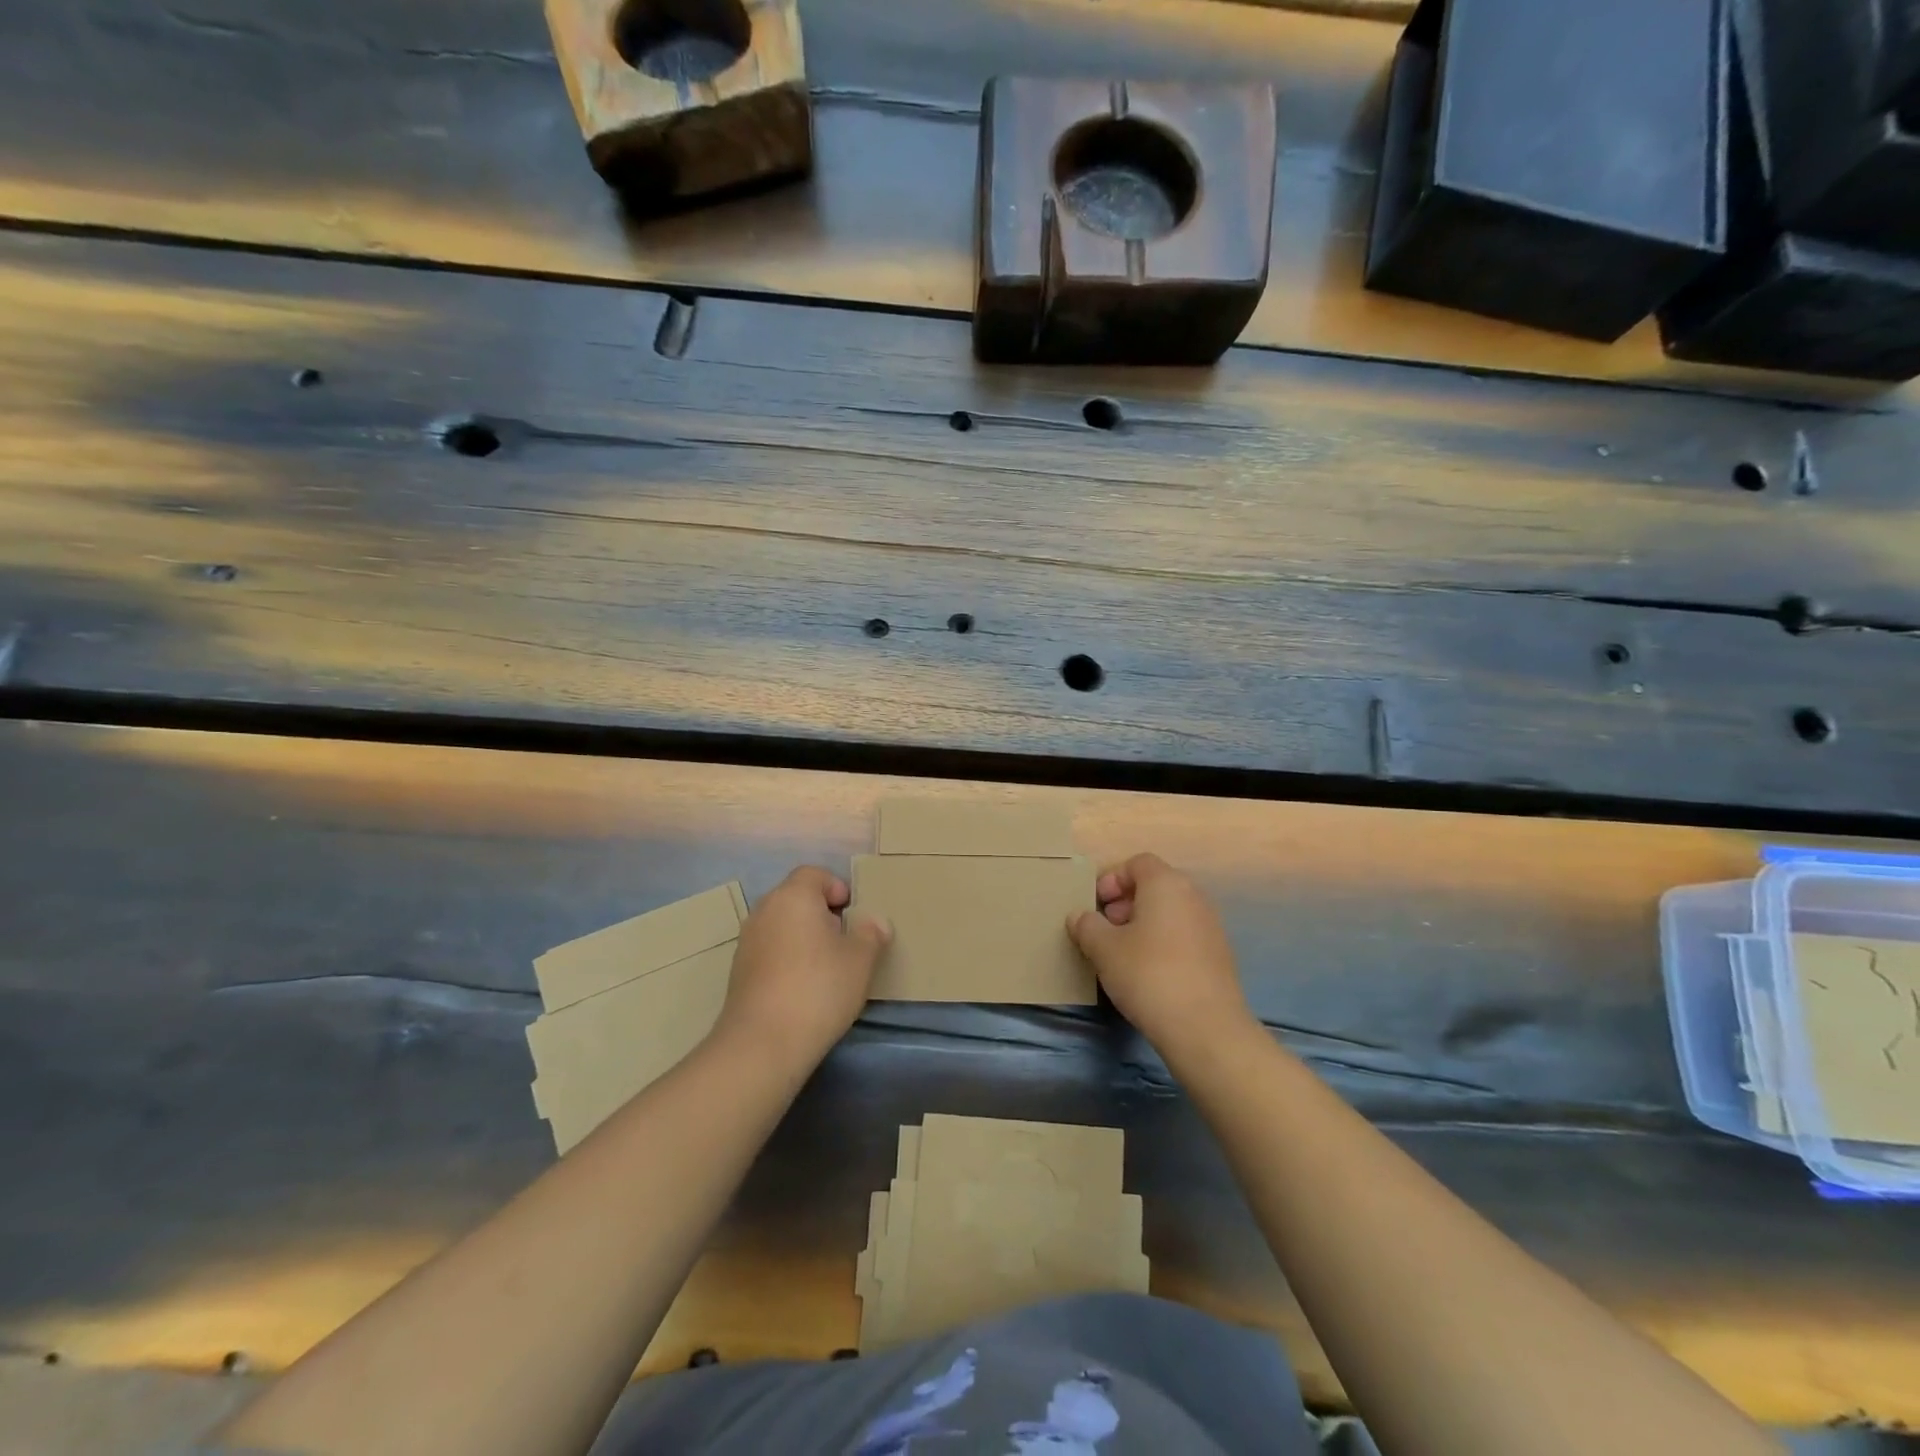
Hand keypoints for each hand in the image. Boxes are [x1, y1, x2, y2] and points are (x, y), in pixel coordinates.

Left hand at [716, 866, 890, 1078]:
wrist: (763, 1042)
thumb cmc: (819, 988)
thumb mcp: (860, 960)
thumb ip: (871, 934)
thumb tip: (875, 922)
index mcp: (794, 896)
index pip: (814, 874)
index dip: (837, 888)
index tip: (853, 915)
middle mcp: (765, 910)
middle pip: (796, 898)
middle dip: (822, 914)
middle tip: (844, 941)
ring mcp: (747, 940)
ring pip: (782, 925)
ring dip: (803, 937)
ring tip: (826, 967)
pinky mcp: (738, 970)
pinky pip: (770, 949)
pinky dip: (787, 958)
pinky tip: (802, 987)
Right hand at [1068, 853, 1253, 1062]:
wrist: (1206, 1029)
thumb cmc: (1148, 975)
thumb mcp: (1104, 949)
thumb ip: (1087, 926)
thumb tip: (1080, 917)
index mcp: (1167, 884)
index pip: (1137, 863)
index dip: (1112, 878)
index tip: (1095, 905)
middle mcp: (1194, 897)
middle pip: (1155, 886)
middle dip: (1125, 902)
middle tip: (1104, 929)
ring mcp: (1211, 927)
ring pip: (1169, 912)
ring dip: (1143, 924)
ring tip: (1122, 953)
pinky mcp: (1218, 956)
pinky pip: (1183, 936)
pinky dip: (1162, 943)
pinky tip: (1147, 973)